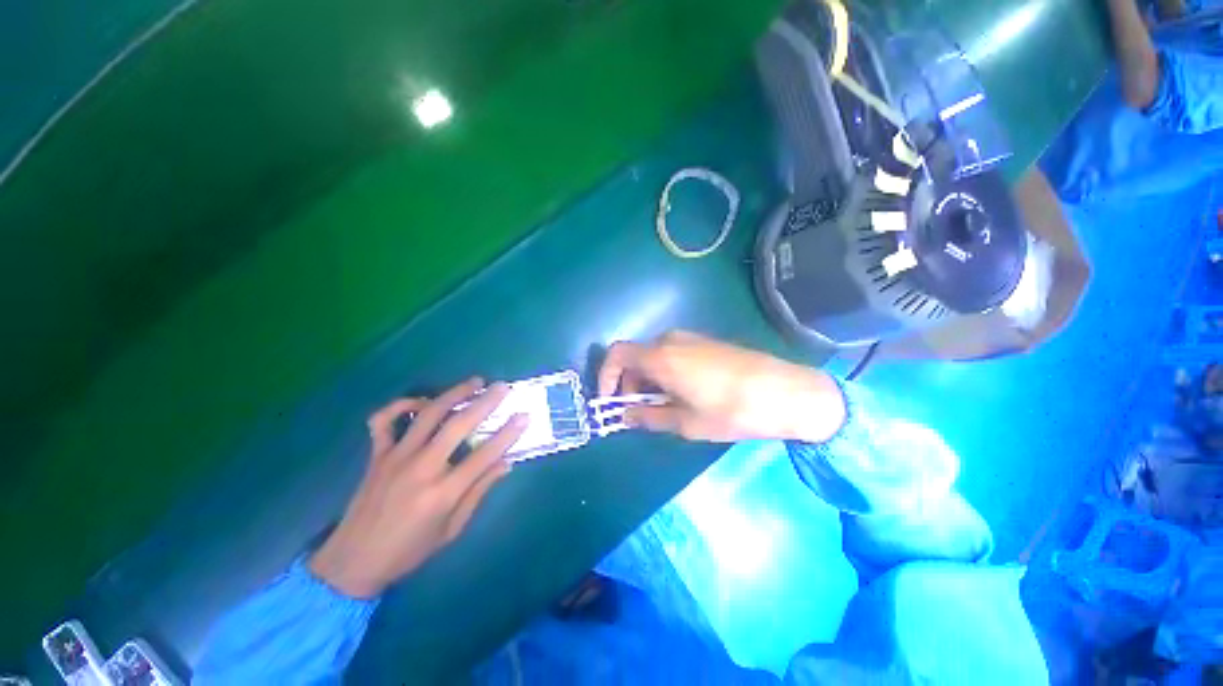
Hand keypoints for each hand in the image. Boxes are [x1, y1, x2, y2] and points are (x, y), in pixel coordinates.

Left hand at [309, 378, 525, 597]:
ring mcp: (395, 458)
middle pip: (458, 425)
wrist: (353, 563)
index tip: (524, 416)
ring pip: (428, 414)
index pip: (485, 455)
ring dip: (454, 394)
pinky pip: (384, 420)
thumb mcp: (452, 529)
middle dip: (485, 403)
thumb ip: (479, 492)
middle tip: (503, 387)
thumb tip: (505, 463)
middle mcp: (421, 469)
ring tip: (475, 382)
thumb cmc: (409, 551)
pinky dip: (401, 405)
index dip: (508, 433)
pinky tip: (421, 402)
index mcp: (443, 493)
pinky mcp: (376, 455)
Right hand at [598, 330, 845, 442]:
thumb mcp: (686, 422)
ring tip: (662, 407)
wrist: (787, 391)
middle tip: (638, 412)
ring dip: (648, 379)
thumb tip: (627, 415)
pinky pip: (672, 354)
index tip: (611, 401)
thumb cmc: (732, 410)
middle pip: (635, 356)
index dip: (606, 376)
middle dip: (629, 383)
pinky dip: (665, 372)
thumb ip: (650, 417)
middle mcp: (671, 340)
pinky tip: (682, 394)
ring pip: (654, 356)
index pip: (617, 355)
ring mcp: (690, 338)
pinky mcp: (705, 342)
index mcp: (661, 357)